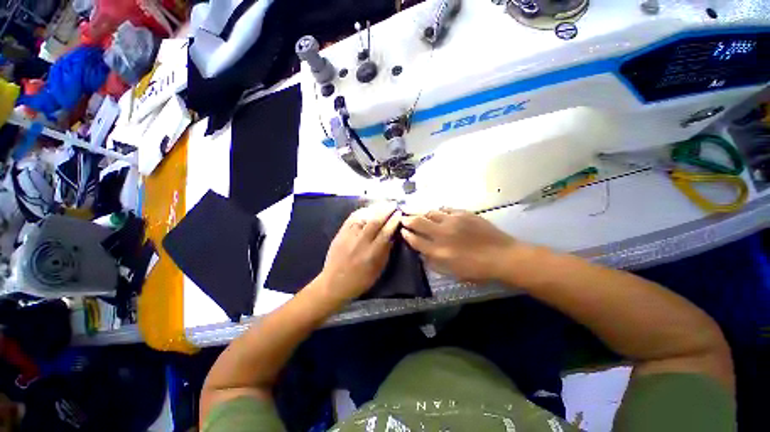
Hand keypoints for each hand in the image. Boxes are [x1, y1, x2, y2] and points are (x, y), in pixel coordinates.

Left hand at [317, 202, 401, 302]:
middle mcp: (360, 242)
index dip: (394, 221)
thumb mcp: (378, 270)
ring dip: (375, 209)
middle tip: (394, 204)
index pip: (386, 232)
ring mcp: (349, 236)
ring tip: (383, 204)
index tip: (400, 213)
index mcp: (372, 253)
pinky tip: (368, 209)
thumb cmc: (360, 280)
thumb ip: (386, 251)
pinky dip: (361, 212)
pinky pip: (351, 218)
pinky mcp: (340, 234)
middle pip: (375, 221)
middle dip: (386, 210)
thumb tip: (393, 236)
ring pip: (363, 217)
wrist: (334, 283)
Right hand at [401, 208, 516, 283]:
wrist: (503, 257)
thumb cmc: (478, 270)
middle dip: (407, 219)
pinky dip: (439, 211)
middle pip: (417, 222)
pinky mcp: (463, 214)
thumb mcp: (453, 272)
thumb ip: (435, 262)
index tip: (402, 230)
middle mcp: (442, 234)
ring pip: (430, 212)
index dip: (406, 234)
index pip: (415, 240)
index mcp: (438, 251)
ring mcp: (452, 221)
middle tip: (404, 218)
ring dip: (423, 214)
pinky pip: (445, 209)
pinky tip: (440, 214)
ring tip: (422, 216)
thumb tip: (423, 252)